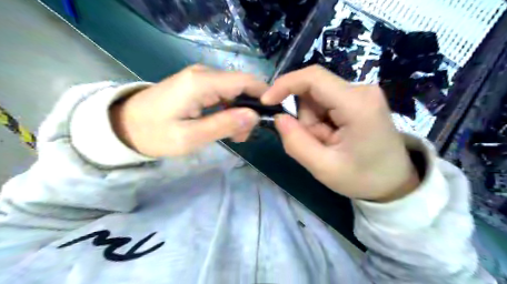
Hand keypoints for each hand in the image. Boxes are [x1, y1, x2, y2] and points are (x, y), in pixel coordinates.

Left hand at [111, 64, 268, 157]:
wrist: (124, 125)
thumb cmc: (154, 134)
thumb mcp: (189, 137)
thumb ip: (223, 125)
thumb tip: (254, 116)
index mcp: (201, 83)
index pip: (244, 81)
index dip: (263, 95)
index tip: (270, 116)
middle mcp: (204, 74)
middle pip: (241, 86)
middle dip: (250, 110)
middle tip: (244, 137)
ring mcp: (200, 78)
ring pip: (234, 91)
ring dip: (240, 113)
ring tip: (234, 136)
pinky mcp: (197, 85)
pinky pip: (223, 94)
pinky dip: (230, 110)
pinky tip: (225, 126)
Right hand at [261, 65, 420, 200]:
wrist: (394, 182)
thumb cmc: (362, 178)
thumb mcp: (323, 168)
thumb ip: (296, 142)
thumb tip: (278, 117)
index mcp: (356, 104)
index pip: (313, 77)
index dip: (284, 84)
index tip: (266, 102)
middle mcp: (360, 90)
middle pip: (313, 90)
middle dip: (305, 118)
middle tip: (317, 143)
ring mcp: (361, 93)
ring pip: (316, 98)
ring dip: (313, 122)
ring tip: (328, 144)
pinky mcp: (358, 99)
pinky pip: (325, 103)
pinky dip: (321, 121)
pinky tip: (333, 138)